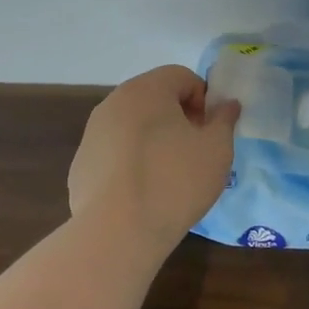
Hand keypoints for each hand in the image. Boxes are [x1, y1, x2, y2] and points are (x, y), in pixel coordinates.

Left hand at [69, 66, 241, 244]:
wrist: (118, 232)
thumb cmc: (175, 181)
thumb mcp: (216, 149)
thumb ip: (224, 120)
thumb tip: (227, 105)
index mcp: (147, 90)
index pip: (182, 76)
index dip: (203, 100)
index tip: (209, 132)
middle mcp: (113, 103)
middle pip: (154, 98)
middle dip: (178, 118)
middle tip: (194, 152)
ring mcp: (92, 134)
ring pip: (132, 126)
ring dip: (153, 140)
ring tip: (168, 176)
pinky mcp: (81, 164)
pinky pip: (115, 153)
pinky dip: (130, 163)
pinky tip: (141, 193)